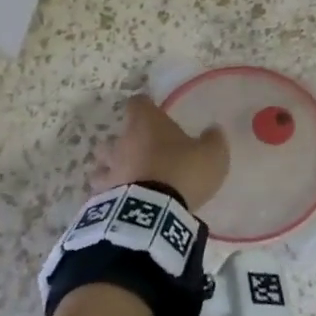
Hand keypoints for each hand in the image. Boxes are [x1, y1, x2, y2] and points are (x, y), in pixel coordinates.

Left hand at [95, 93, 228, 211]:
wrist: (154, 213)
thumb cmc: (183, 171)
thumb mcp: (212, 154)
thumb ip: (213, 139)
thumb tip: (212, 130)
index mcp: (147, 123)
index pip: (138, 103)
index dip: (145, 106)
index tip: (153, 111)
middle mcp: (122, 142)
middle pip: (115, 135)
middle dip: (126, 142)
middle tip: (143, 151)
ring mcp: (110, 170)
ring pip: (103, 164)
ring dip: (114, 168)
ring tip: (129, 178)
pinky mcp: (103, 198)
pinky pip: (105, 191)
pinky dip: (112, 194)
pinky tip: (125, 201)